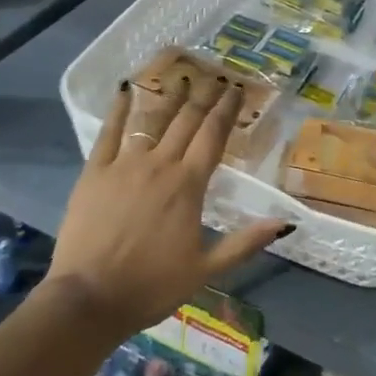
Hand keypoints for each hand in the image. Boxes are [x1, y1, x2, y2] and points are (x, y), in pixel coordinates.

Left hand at [48, 78, 288, 330]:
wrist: (89, 299)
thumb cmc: (152, 286)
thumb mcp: (207, 268)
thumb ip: (246, 242)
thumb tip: (286, 222)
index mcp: (189, 185)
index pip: (213, 136)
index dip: (226, 110)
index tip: (235, 89)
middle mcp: (160, 165)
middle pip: (185, 121)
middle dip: (203, 96)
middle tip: (214, 76)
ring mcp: (124, 165)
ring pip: (151, 120)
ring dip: (168, 97)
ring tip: (180, 77)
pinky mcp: (94, 173)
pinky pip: (107, 133)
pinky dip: (118, 110)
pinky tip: (124, 91)